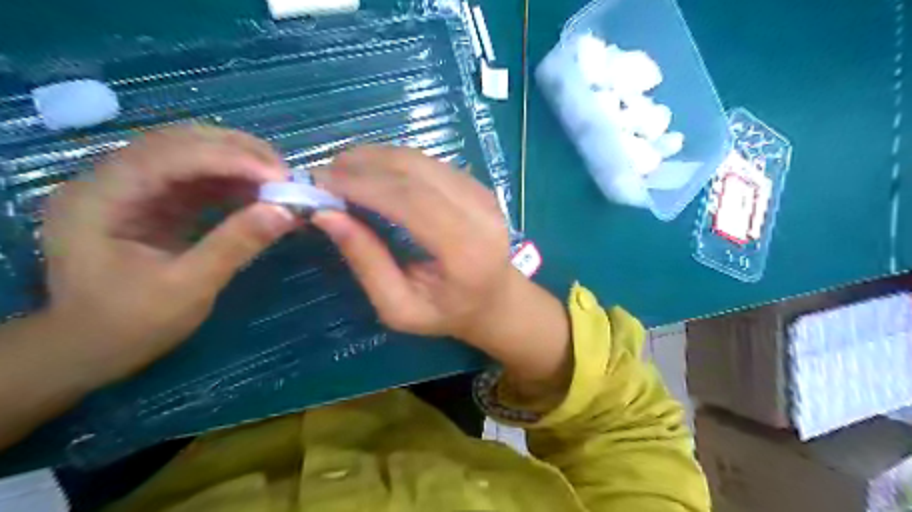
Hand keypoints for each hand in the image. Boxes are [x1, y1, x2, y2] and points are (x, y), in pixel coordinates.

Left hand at [39, 126, 296, 385]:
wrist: (92, 347)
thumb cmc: (131, 324)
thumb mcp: (188, 288)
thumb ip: (235, 245)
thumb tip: (287, 212)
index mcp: (101, 199)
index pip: (168, 156)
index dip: (228, 159)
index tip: (279, 176)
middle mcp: (109, 180)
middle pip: (178, 143)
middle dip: (237, 152)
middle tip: (285, 173)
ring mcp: (131, 188)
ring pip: (190, 154)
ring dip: (238, 161)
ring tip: (279, 179)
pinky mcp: (152, 200)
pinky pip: (197, 177)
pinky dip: (232, 180)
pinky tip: (259, 191)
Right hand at [314, 146, 567, 392]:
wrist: (495, 299)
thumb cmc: (446, 313)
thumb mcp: (399, 307)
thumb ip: (367, 262)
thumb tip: (327, 216)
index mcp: (464, 250)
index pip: (411, 201)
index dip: (364, 185)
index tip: (321, 182)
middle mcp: (479, 213)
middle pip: (416, 171)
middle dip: (364, 165)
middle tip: (324, 172)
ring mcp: (483, 194)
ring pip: (421, 160)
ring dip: (376, 158)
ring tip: (342, 170)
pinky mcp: (478, 185)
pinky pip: (430, 163)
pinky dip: (395, 162)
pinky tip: (372, 173)